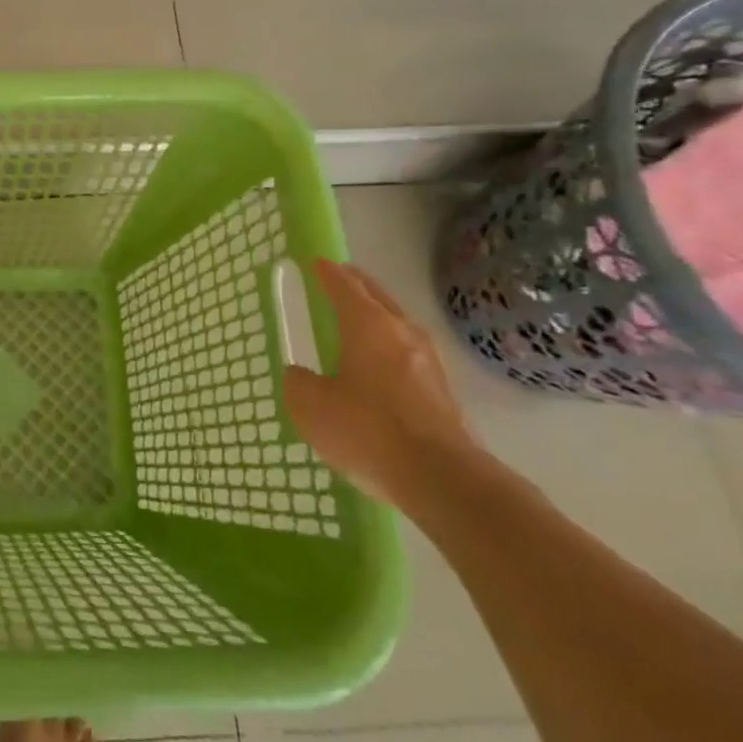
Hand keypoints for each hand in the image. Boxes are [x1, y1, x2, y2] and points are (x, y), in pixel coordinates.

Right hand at [282, 260, 482, 511]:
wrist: (443, 479)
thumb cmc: (368, 430)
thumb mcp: (311, 406)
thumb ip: (299, 383)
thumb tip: (302, 376)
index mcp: (368, 325)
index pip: (344, 285)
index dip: (326, 272)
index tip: (315, 262)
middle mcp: (403, 333)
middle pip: (377, 296)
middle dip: (355, 284)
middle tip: (336, 278)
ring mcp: (429, 361)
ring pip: (397, 323)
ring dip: (376, 315)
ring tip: (355, 320)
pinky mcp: (442, 390)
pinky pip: (408, 352)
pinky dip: (388, 345)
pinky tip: (377, 364)